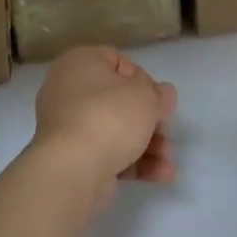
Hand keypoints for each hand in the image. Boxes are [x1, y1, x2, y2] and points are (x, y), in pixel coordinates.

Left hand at [31, 47, 178, 198]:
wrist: (72, 169)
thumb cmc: (109, 117)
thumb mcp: (146, 97)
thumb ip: (160, 94)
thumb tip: (162, 95)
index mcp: (80, 62)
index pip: (117, 61)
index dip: (143, 80)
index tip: (158, 100)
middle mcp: (68, 90)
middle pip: (119, 101)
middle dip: (150, 121)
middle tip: (166, 134)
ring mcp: (68, 126)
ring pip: (116, 130)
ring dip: (148, 145)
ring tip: (168, 163)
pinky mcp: (72, 156)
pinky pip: (107, 152)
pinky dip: (133, 162)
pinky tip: (161, 175)